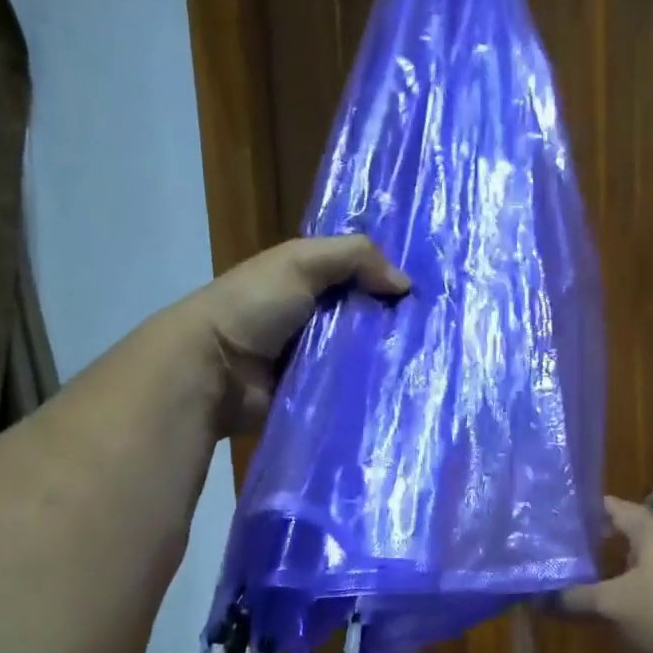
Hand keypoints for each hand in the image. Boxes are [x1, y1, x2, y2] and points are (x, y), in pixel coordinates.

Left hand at [179, 235, 409, 433]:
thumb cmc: (252, 306)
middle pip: (366, 318)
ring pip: (362, 356)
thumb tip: (406, 284)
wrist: (212, 369)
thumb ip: (354, 257)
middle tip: (439, 334)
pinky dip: (370, 390)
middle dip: (396, 324)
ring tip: (429, 364)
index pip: (359, 276)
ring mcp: (313, 360)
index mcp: (306, 281)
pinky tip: (403, 389)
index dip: (390, 279)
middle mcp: (312, 318)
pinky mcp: (314, 395)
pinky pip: (350, 390)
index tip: (431, 291)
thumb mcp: (300, 262)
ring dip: (387, 359)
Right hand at [556, 497, 652, 652]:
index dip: (583, 509)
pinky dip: (624, 614)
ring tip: (564, 592)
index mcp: (652, 535)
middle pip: (622, 544)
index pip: (613, 508)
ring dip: (604, 586)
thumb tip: (535, 597)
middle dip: (588, 551)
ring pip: (634, 580)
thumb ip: (576, 599)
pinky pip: (648, 610)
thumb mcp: (617, 605)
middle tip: (547, 558)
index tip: (550, 514)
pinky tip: (602, 628)